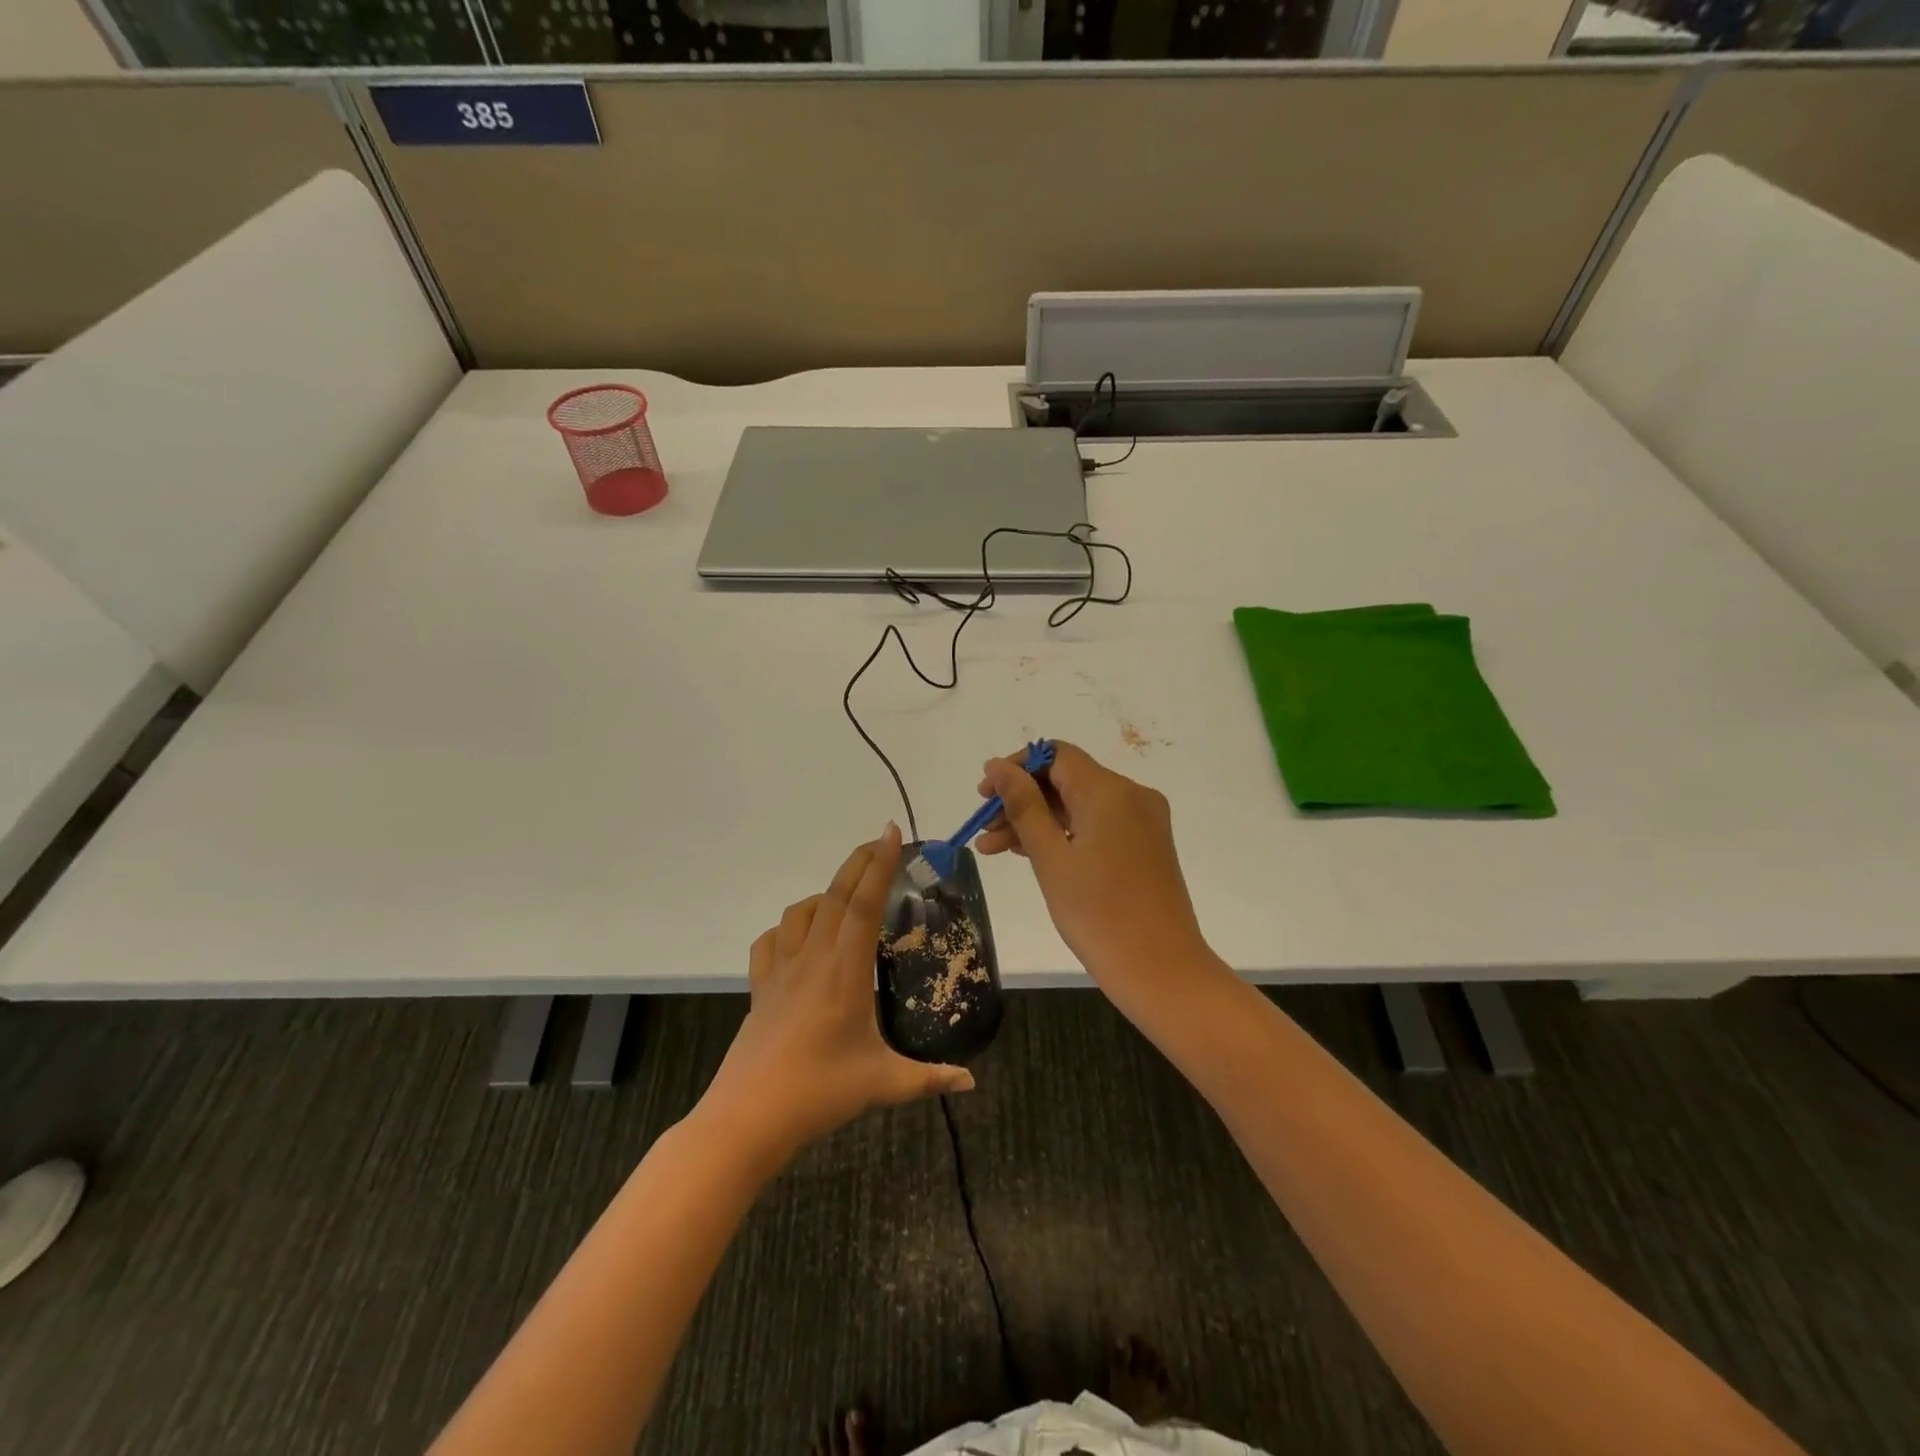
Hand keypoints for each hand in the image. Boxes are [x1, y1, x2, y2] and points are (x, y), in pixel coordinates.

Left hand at [704, 824, 974, 1159]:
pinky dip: (788, 927)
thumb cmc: (819, 1093)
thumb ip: (929, 1078)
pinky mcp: (760, 988)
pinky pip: (771, 941)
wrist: (748, 1117)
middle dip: (859, 863)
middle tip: (879, 842)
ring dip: (826, 893)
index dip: (879, 866)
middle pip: (836, 896)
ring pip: (800, 913)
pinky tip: (800, 939)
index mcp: (845, 972)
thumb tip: (970, 1080)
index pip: (865, 905)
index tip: (891, 835)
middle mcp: (812, 959)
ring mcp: (781, 971)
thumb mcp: (882, 1084)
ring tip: (846, 898)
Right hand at [976, 741, 1208, 991]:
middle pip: (1066, 780)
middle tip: (982, 828)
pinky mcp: (1145, 846)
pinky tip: (1028, 853)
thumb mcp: (1050, 856)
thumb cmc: (1098, 913)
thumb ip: (1022, 805)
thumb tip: (997, 766)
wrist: (1160, 970)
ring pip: (1078, 806)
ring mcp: (1142, 822)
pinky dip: (1063, 835)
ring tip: (991, 849)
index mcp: (1110, 791)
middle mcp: (1132, 796)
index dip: (1017, 768)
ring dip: (1037, 821)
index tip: (985, 795)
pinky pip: (1096, 826)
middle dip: (1021, 800)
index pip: (1056, 755)